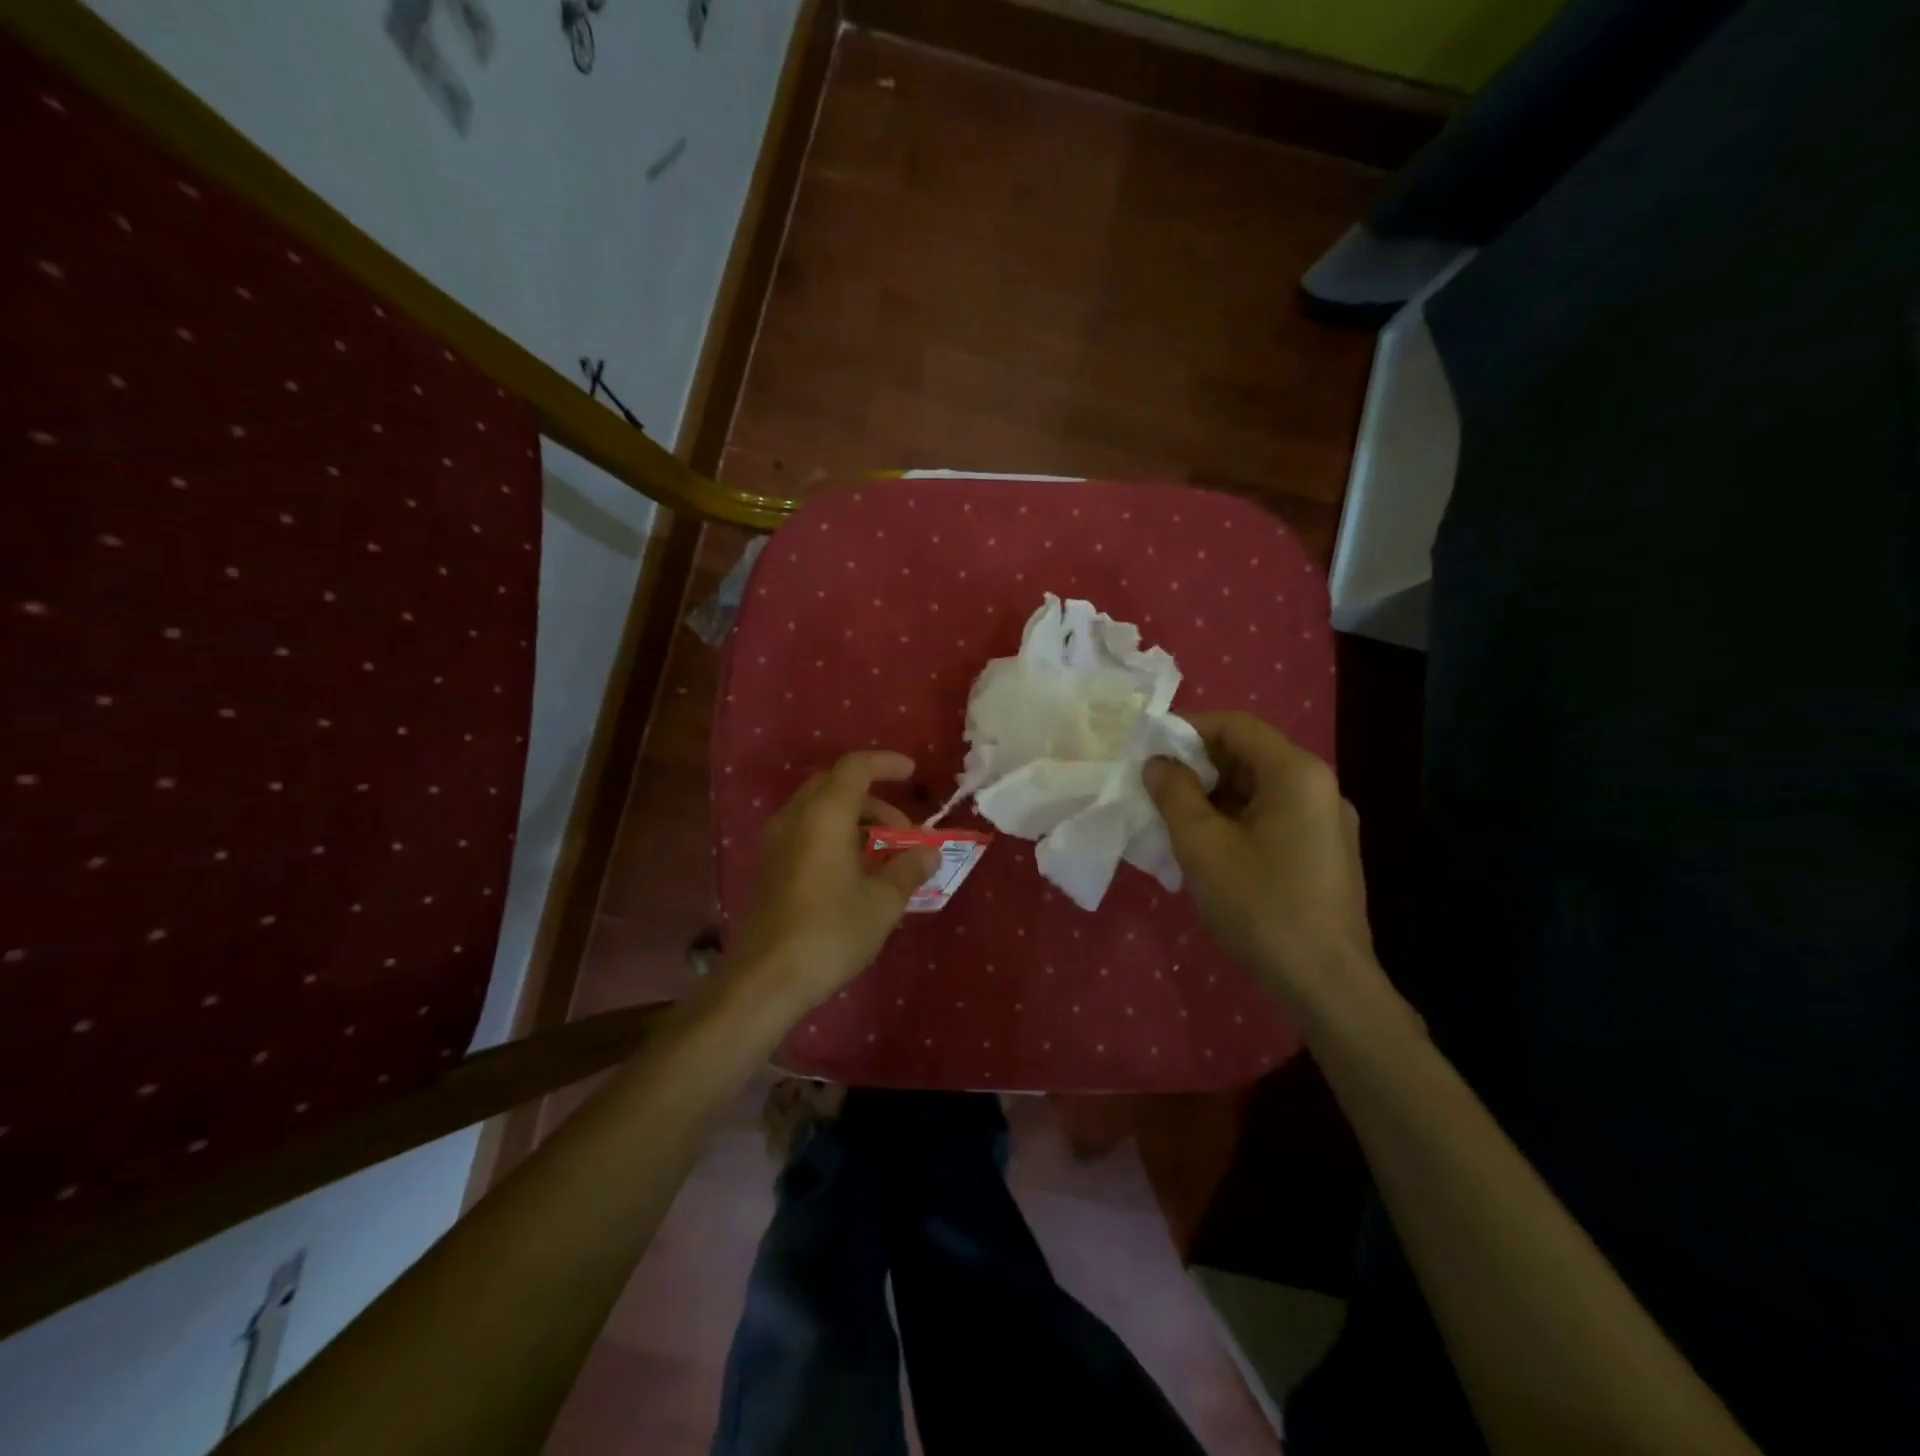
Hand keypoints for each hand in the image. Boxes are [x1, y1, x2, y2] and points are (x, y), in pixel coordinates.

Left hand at [729, 750, 939, 1014]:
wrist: (767, 979)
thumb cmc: (831, 931)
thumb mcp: (883, 902)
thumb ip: (909, 869)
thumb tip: (929, 852)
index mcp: (824, 814)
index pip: (855, 767)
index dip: (886, 763)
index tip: (913, 773)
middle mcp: (796, 818)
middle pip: (835, 785)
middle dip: (874, 798)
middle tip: (903, 828)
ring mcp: (777, 843)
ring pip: (819, 810)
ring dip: (855, 819)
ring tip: (885, 853)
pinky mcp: (771, 867)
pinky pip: (807, 832)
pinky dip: (836, 836)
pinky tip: (856, 871)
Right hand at [1144, 711, 1375, 1006]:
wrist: (1325, 982)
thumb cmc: (1259, 904)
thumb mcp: (1201, 844)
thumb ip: (1174, 793)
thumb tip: (1159, 763)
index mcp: (1296, 773)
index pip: (1236, 725)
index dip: (1188, 729)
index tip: (1149, 750)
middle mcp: (1319, 787)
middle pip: (1249, 756)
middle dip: (1198, 767)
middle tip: (1155, 790)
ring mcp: (1327, 823)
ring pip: (1259, 790)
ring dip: (1214, 797)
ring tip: (1175, 822)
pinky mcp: (1326, 854)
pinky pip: (1273, 818)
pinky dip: (1236, 821)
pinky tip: (1209, 850)